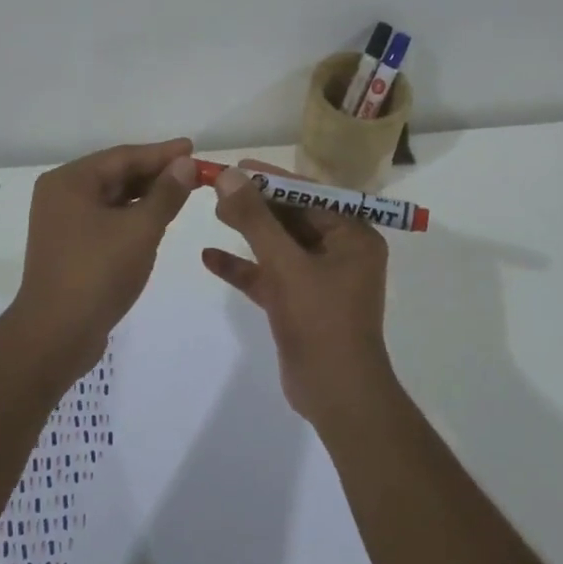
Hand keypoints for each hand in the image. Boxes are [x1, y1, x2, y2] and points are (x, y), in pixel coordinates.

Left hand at [12, 138, 197, 367]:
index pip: (123, 156)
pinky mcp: (69, 246)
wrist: (56, 335)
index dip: (161, 153)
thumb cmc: (97, 273)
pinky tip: (156, 220)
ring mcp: (62, 222)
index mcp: (70, 181)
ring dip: (145, 195)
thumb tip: (185, 164)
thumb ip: (166, 194)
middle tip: (193, 172)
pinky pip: (106, 219)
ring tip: (181, 193)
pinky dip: (132, 216)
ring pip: (112, 198)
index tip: (192, 149)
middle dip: (155, 174)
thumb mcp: (140, 229)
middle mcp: (61, 195)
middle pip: (116, 174)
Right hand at [202, 161, 394, 428]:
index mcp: (353, 236)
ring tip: (214, 213)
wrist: (336, 396)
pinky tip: (209, 258)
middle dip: (256, 204)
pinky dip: (244, 267)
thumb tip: (230, 175)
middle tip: (219, 188)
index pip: (310, 195)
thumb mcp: (285, 265)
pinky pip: (271, 275)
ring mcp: (320, 279)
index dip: (272, 179)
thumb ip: (256, 219)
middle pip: (293, 217)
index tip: (238, 166)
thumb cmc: (320, 321)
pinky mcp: (301, 304)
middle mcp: (341, 252)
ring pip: (280, 246)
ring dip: (249, 232)